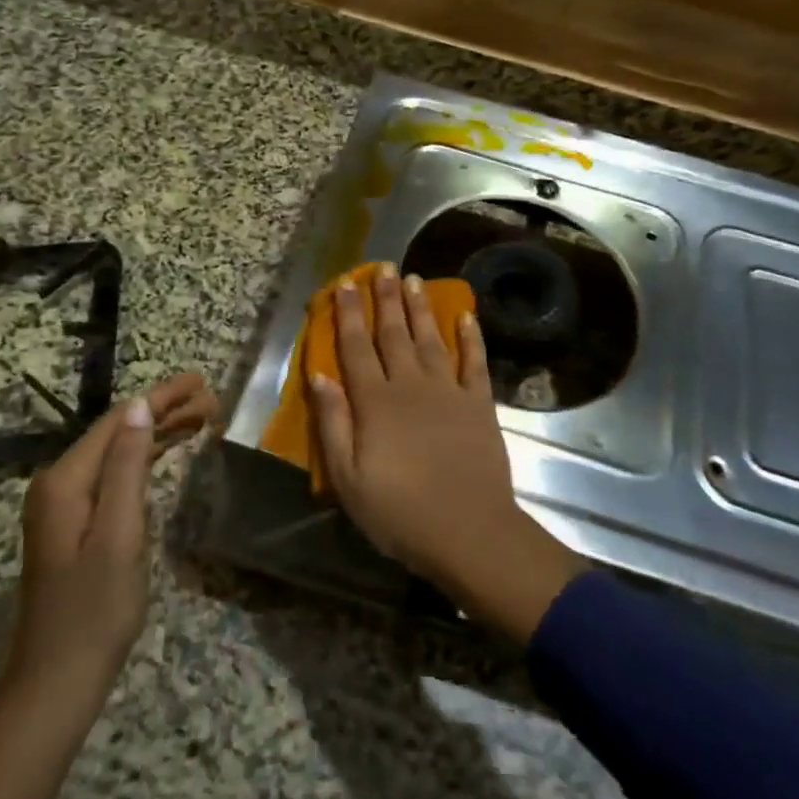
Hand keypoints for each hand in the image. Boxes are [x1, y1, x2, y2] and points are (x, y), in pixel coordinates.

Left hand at [9, 372, 215, 694]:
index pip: (118, 420)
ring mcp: (64, 505)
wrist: (57, 680)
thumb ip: (126, 467)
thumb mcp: (119, 534)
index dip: (160, 397)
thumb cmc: (95, 609)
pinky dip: (144, 460)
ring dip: (157, 433)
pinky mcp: (75, 525)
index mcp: (66, 481)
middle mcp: (60, 484)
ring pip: (117, 453)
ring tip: (202, 418)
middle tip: (211, 398)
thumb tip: (138, 406)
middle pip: (117, 432)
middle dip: (163, 411)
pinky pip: (113, 476)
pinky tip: (167, 453)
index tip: (200, 381)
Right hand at [309, 266, 581, 641]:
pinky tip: (466, 316)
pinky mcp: (479, 403)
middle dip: (385, 298)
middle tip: (382, 267)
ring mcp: (448, 391)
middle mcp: (410, 385)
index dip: (347, 314)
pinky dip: (471, 337)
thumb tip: (319, 376)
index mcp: (375, 402)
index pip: (356, 348)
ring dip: (420, 308)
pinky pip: (474, 362)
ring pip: (430, 338)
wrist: (469, 532)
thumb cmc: (399, 512)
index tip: (343, 285)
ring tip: (414, 279)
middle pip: (394, 333)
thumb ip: (333, 423)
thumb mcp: (349, 478)